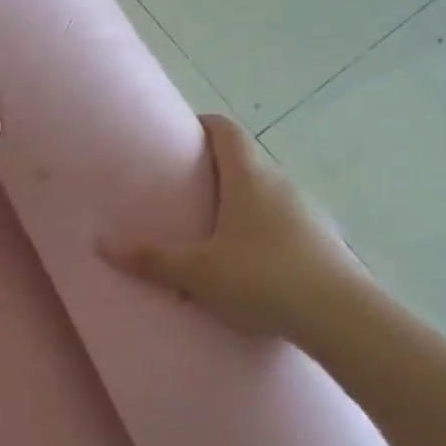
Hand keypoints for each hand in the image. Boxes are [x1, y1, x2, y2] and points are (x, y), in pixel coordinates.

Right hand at [100, 114, 369, 340]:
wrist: (344, 320)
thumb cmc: (263, 278)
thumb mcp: (198, 271)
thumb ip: (151, 258)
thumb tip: (101, 245)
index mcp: (249, 177)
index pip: (225, 129)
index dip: (201, 125)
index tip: (177, 137)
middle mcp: (281, 184)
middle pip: (244, 160)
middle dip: (212, 169)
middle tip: (181, 189)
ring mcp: (306, 212)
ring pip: (264, 193)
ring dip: (237, 202)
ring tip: (209, 229)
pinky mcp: (322, 241)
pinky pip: (281, 222)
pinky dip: (259, 230)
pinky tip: (246, 264)